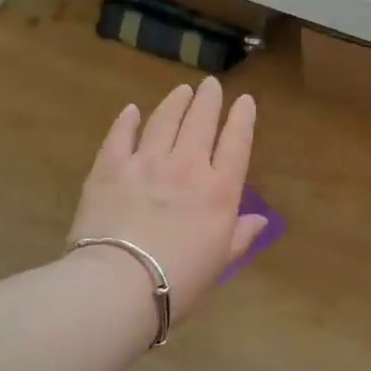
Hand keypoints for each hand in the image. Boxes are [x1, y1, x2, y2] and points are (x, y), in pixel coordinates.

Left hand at [68, 77, 265, 326]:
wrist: (119, 285)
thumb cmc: (179, 280)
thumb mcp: (220, 262)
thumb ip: (240, 236)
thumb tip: (260, 220)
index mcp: (219, 190)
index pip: (236, 142)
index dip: (243, 118)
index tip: (245, 100)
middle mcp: (187, 166)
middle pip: (201, 122)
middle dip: (208, 99)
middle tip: (210, 85)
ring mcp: (146, 163)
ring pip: (164, 120)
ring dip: (175, 102)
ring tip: (181, 90)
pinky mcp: (110, 168)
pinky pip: (120, 136)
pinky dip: (127, 121)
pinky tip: (132, 110)